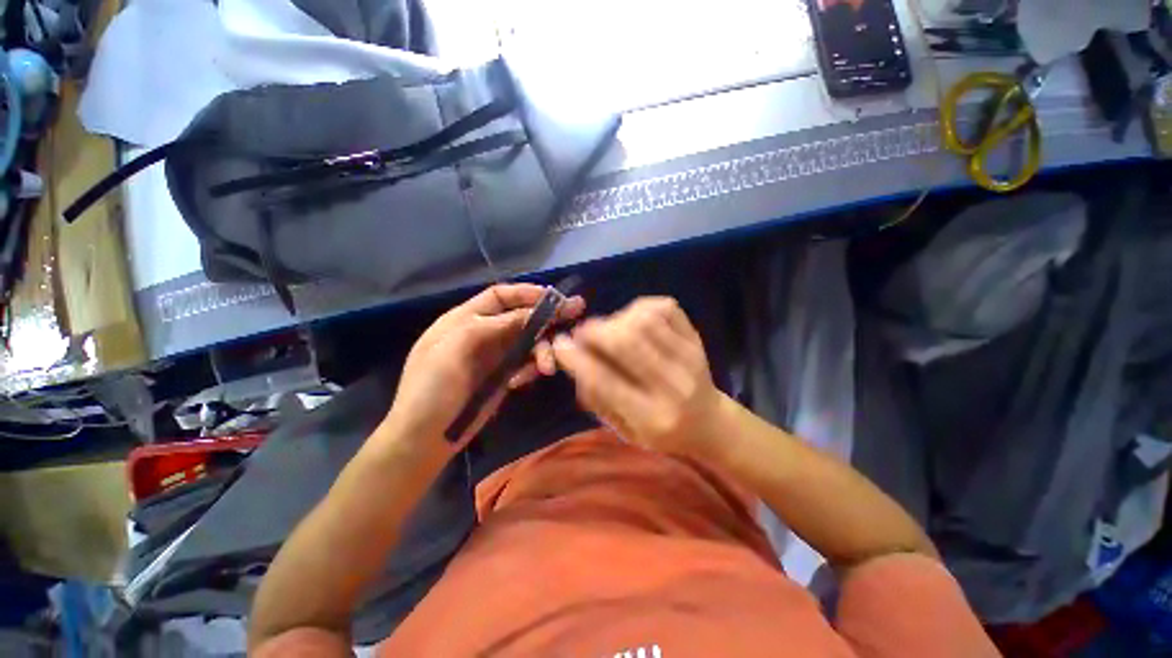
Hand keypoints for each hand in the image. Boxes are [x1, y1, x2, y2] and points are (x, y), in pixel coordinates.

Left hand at [383, 283, 584, 455]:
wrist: (423, 438)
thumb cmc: (431, 388)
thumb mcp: (454, 349)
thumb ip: (492, 326)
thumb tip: (531, 313)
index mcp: (464, 320)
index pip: (499, 296)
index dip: (526, 293)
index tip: (553, 297)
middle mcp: (482, 334)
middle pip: (520, 317)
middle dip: (547, 316)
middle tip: (576, 312)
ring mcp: (494, 356)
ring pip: (528, 341)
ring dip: (542, 349)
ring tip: (549, 367)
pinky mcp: (502, 376)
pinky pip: (525, 363)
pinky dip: (531, 368)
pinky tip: (522, 381)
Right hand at [551, 297, 723, 458]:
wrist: (709, 423)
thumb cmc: (660, 432)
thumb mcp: (624, 430)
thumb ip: (597, 398)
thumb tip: (572, 358)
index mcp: (652, 417)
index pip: (606, 381)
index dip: (576, 359)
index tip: (559, 345)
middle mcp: (673, 385)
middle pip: (626, 342)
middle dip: (594, 332)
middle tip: (582, 333)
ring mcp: (689, 357)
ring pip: (644, 320)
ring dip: (616, 319)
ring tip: (610, 330)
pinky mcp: (696, 338)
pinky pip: (664, 307)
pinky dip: (640, 307)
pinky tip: (633, 320)